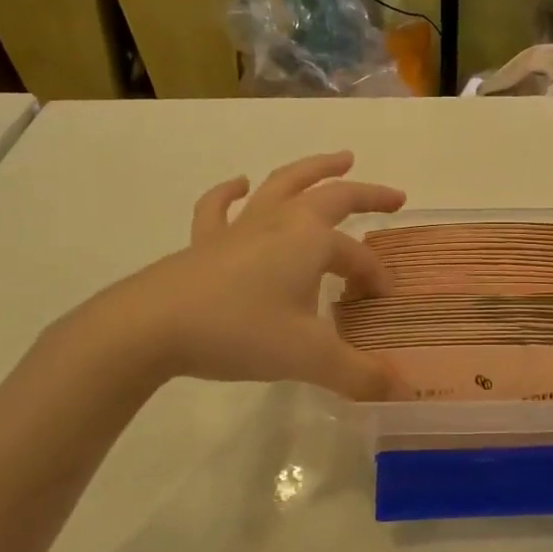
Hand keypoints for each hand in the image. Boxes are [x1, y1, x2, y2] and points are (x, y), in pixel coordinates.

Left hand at [71, 152, 406, 399]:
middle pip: (331, 195)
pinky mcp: (205, 241)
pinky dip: (231, 192)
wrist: (152, 327)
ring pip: (282, 185)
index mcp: (311, 240)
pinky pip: (220, 207)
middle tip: (394, 196)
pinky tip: (238, 184)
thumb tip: (400, 391)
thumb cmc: (240, 331)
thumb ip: (358, 374)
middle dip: (367, 194)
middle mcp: (280, 221)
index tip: (382, 303)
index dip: (375, 278)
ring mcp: (239, 226)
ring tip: (339, 160)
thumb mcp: (309, 357)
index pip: (357, 257)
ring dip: (314, 169)